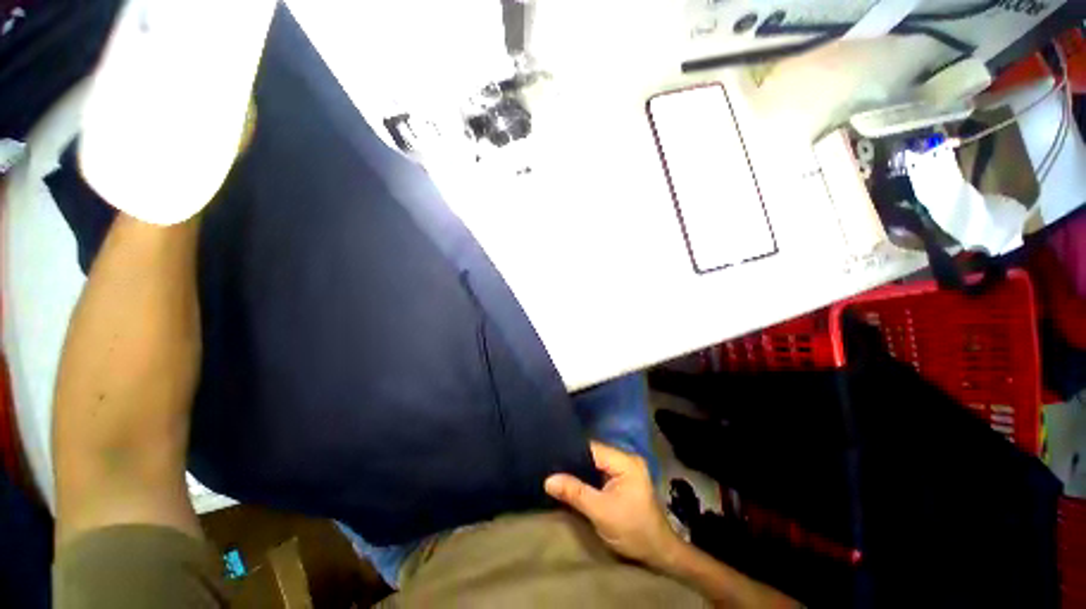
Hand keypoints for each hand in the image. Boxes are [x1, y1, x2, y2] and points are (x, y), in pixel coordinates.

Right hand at [545, 441, 680, 568]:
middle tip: (552, 466)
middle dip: (575, 461)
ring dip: (580, 470)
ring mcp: (626, 469)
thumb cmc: (633, 531)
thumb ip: (575, 493)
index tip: (552, 456)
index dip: (572, 452)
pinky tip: (574, 481)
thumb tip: (548, 479)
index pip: (593, 449)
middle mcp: (627, 459)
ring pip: (596, 463)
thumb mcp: (601, 513)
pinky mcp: (623, 479)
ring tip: (558, 472)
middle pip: (594, 454)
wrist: (659, 554)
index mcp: (626, 462)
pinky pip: (601, 472)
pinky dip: (588, 477)